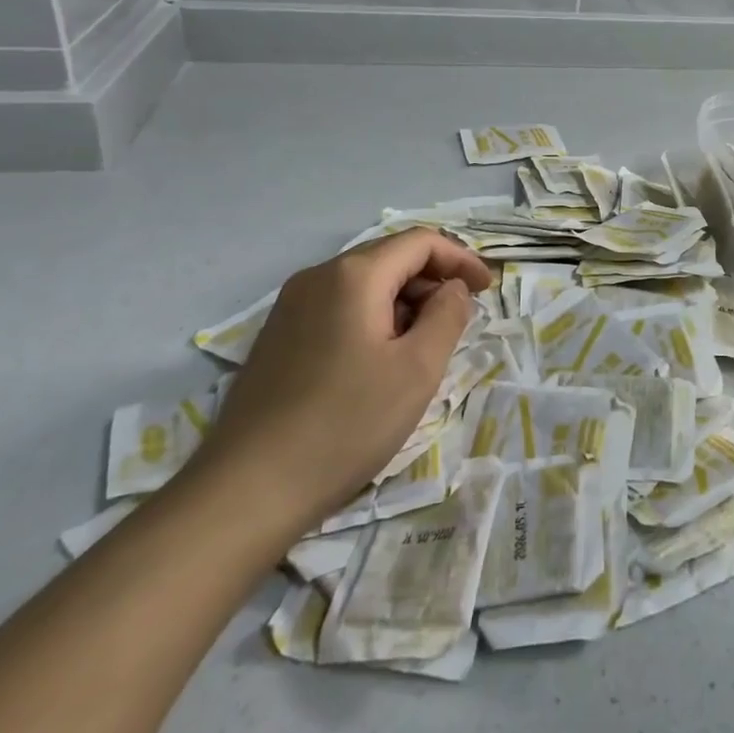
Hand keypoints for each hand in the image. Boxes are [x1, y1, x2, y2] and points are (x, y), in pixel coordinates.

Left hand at [189, 229, 491, 540]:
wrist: (247, 490)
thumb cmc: (346, 423)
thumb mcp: (418, 369)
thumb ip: (447, 315)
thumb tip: (452, 289)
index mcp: (354, 274)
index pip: (421, 242)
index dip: (461, 259)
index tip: (487, 290)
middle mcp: (318, 276)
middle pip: (391, 257)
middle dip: (433, 280)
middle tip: (460, 320)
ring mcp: (290, 306)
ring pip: (365, 284)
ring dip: (404, 301)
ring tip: (424, 345)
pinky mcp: (277, 336)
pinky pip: (339, 307)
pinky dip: (373, 318)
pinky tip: (380, 361)